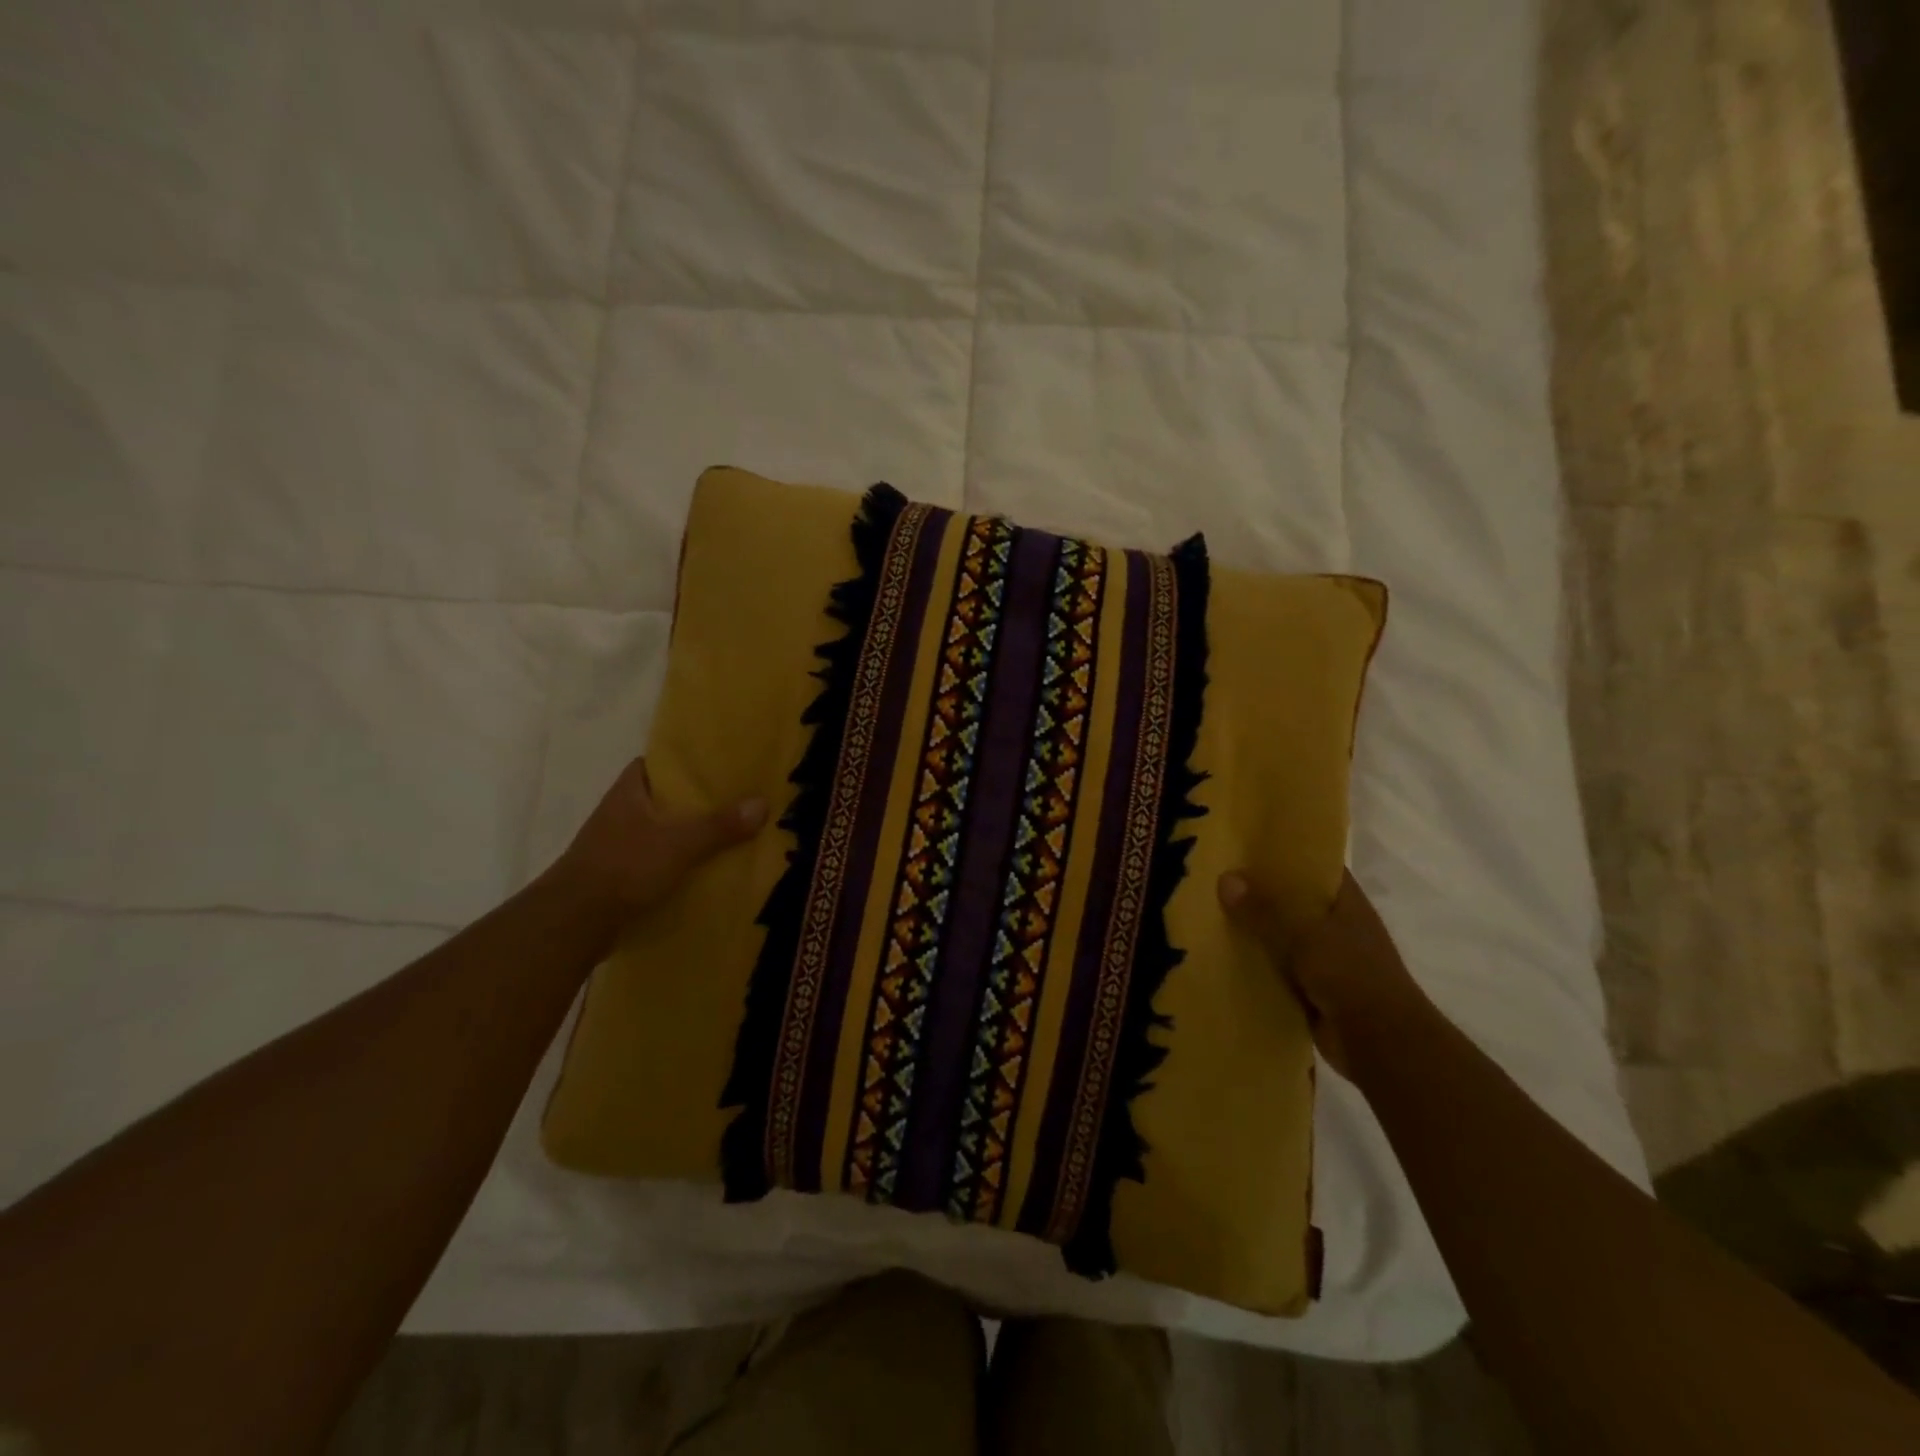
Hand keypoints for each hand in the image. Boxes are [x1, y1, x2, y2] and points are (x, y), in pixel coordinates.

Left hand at [548, 757, 766, 921]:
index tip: (711, 767)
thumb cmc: (624, 867)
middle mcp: (618, 814)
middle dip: (690, 802)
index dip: (679, 763)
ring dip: (682, 835)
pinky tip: (700, 871)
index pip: (652, 765)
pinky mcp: (616, 877)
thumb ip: (719, 825)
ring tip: (723, 836)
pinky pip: (652, 861)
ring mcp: (614, 847)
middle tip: (730, 801)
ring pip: (656, 832)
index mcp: (628, 793)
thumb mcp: (679, 843)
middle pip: (659, 799)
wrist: (574, 922)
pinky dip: (673, 863)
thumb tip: (762, 803)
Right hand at [1217, 868, 1430, 1079]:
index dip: (1285, 853)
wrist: (1383, 1045)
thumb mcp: (1306, 935)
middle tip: (1213, 876)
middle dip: (1258, 891)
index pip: (1315, 866)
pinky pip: (1275, 967)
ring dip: (1253, 929)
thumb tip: (1225, 878)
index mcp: (1346, 903)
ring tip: (1208, 912)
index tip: (1246, 843)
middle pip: (1292, 900)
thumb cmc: (1353, 977)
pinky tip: (1221, 954)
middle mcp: (1336, 926)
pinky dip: (1254, 963)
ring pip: (1280, 934)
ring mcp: (1324, 959)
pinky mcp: (1311, 988)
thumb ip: (1265, 909)